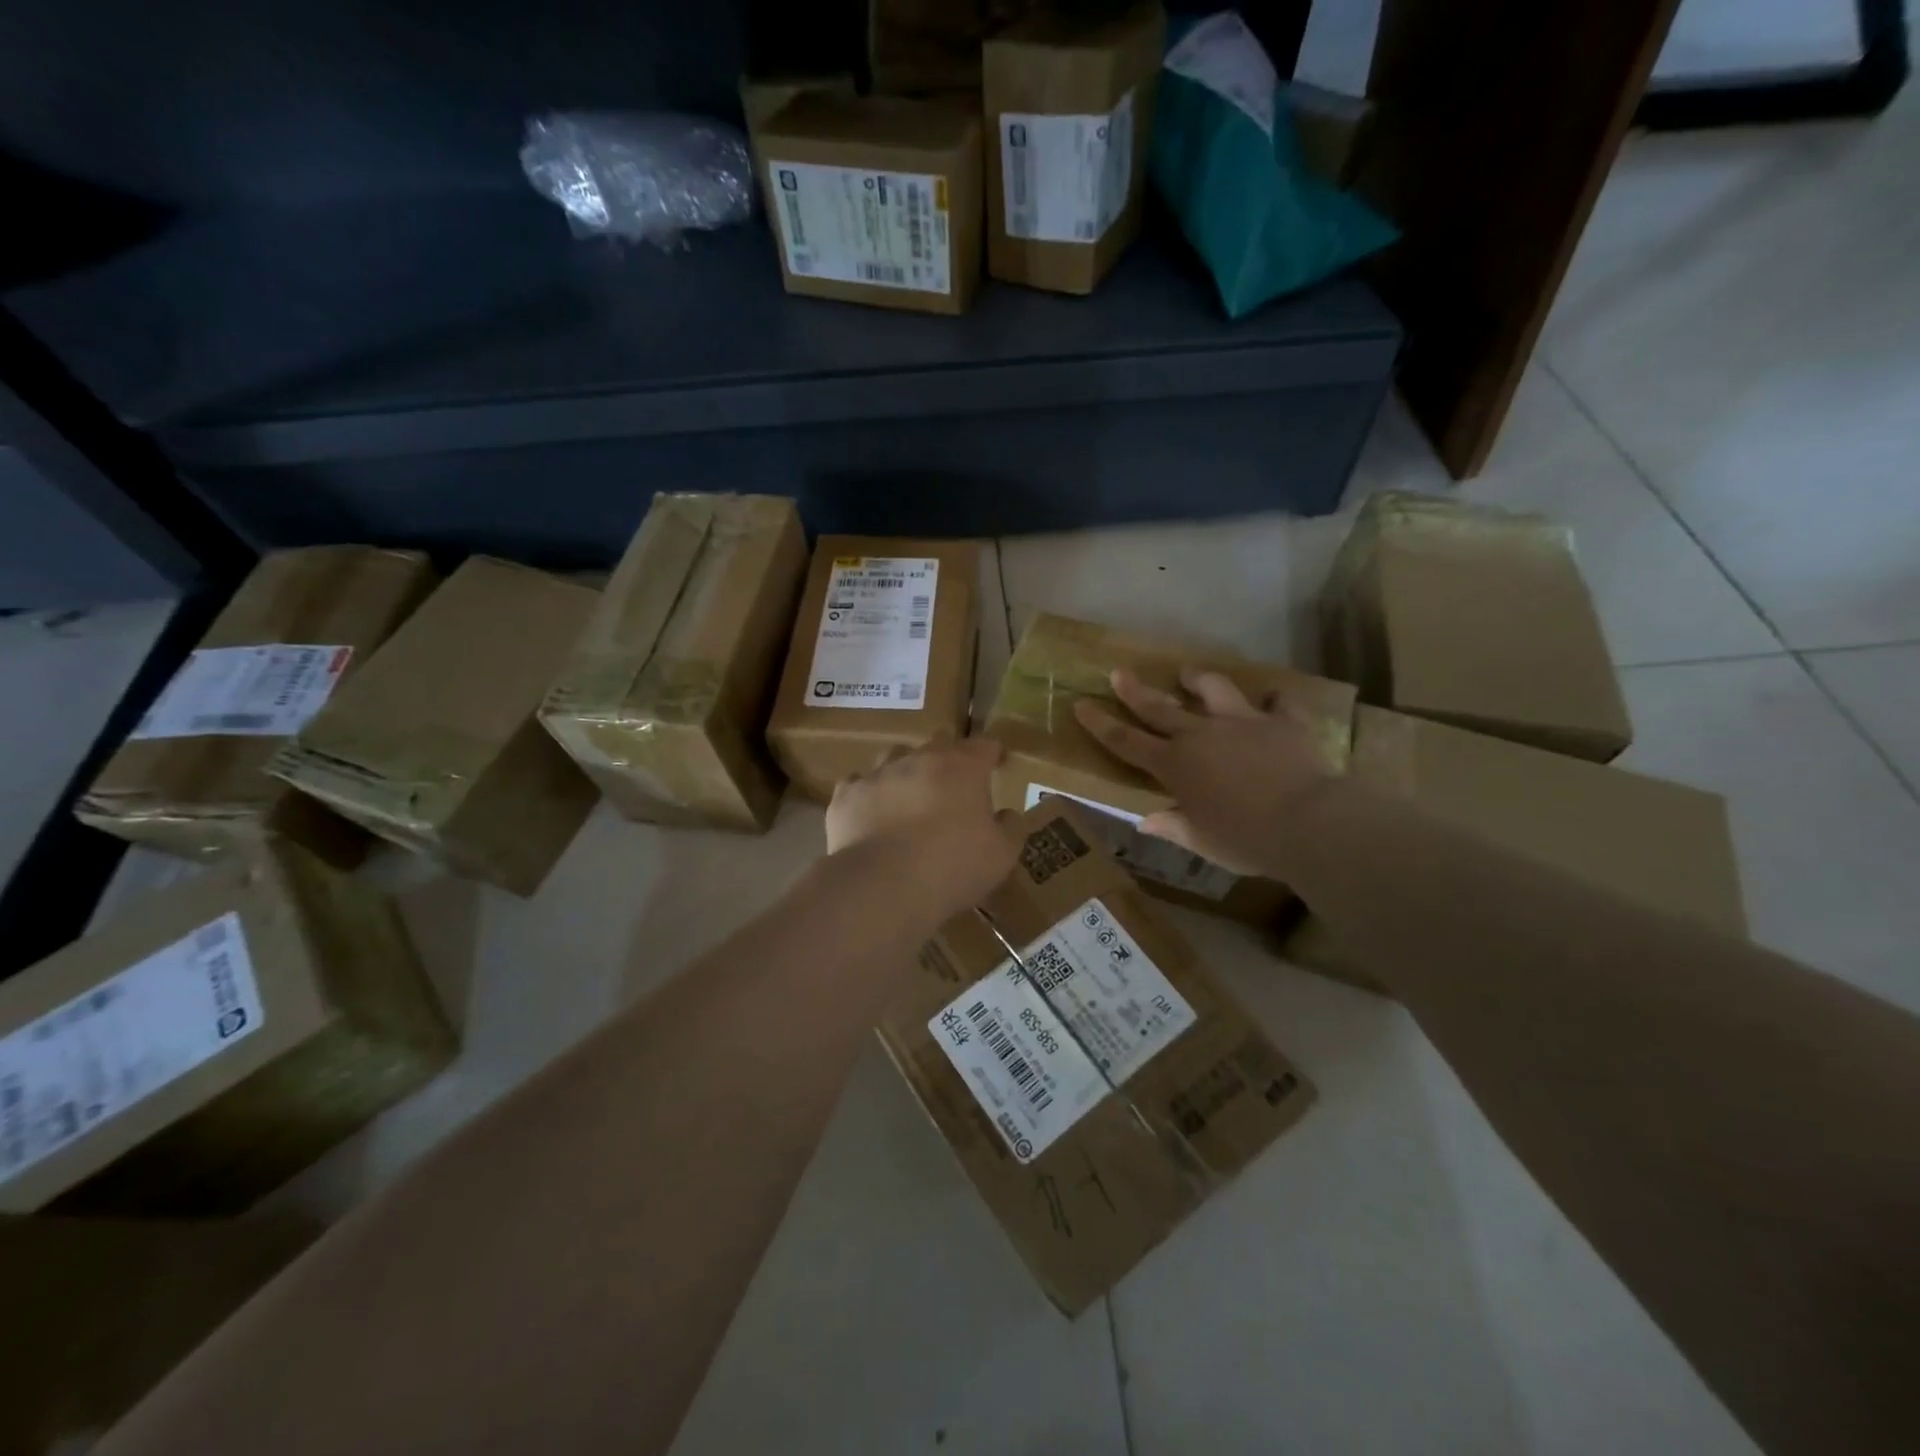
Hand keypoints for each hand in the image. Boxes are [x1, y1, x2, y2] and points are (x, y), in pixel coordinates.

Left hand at [826, 737, 1018, 918]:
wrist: (883, 886)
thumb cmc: (953, 867)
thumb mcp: (1001, 856)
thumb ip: (1010, 829)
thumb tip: (1008, 814)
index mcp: (963, 767)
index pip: (984, 745)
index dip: (992, 753)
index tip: (997, 764)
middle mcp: (920, 759)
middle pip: (939, 742)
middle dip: (949, 757)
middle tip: (954, 784)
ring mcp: (879, 773)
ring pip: (895, 756)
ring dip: (906, 770)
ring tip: (909, 795)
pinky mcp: (847, 794)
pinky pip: (858, 784)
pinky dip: (869, 794)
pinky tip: (871, 813)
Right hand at [1073, 667, 1336, 878]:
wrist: (1308, 822)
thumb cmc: (1246, 840)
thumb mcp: (1202, 841)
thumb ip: (1173, 826)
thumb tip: (1145, 821)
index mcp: (1175, 766)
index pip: (1126, 742)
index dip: (1101, 724)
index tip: (1082, 705)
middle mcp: (1201, 735)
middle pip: (1159, 708)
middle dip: (1135, 691)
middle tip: (1119, 672)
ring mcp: (1241, 722)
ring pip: (1213, 689)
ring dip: (1198, 679)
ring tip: (1189, 674)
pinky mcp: (1281, 721)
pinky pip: (1276, 702)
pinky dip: (1272, 701)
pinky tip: (1272, 699)